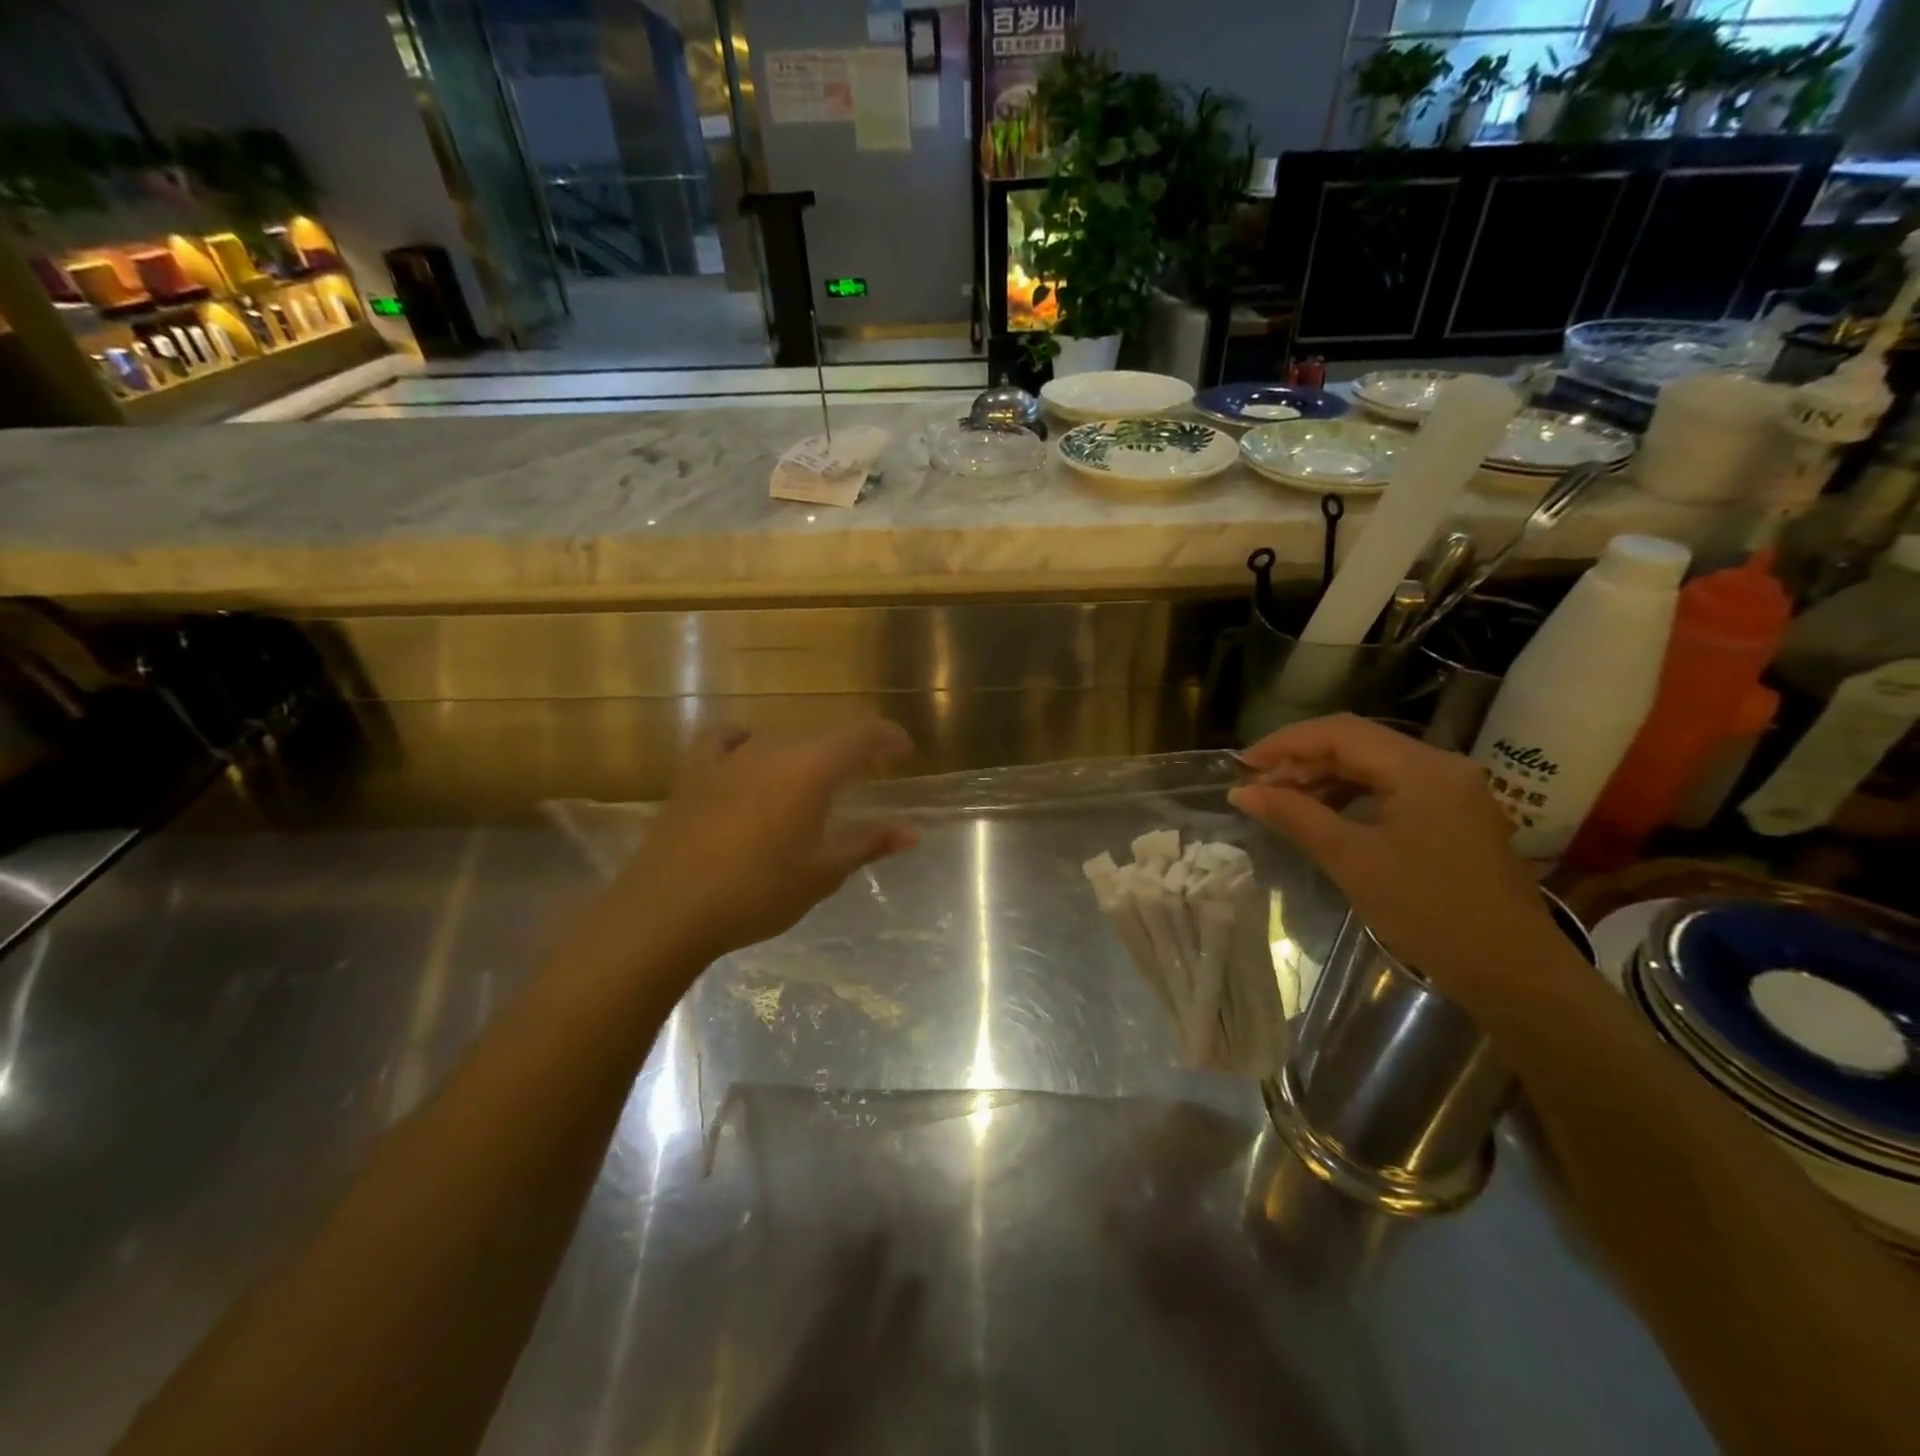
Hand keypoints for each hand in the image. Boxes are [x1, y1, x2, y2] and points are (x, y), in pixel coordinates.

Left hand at [580, 720, 917, 969]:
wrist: (670, 908)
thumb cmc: (758, 892)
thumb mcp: (822, 872)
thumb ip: (869, 844)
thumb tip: (912, 831)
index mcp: (812, 769)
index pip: (863, 735)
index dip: (888, 737)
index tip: (904, 752)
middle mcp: (774, 748)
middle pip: (822, 739)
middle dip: (849, 754)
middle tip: (862, 780)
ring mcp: (730, 756)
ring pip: (779, 741)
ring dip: (802, 756)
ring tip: (807, 785)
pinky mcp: (694, 769)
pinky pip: (726, 739)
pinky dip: (745, 742)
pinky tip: (747, 761)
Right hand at [1228, 715, 1572, 1012]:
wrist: (1513, 972)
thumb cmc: (1429, 912)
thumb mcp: (1352, 861)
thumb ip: (1295, 816)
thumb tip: (1241, 792)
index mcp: (1422, 769)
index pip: (1340, 733)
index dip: (1286, 743)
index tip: (1243, 765)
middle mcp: (1441, 766)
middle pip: (1357, 743)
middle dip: (1302, 759)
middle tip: (1257, 785)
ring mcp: (1451, 789)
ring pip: (1372, 765)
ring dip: (1324, 777)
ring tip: (1281, 800)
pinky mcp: (1453, 814)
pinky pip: (1390, 788)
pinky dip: (1350, 795)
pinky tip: (1323, 814)